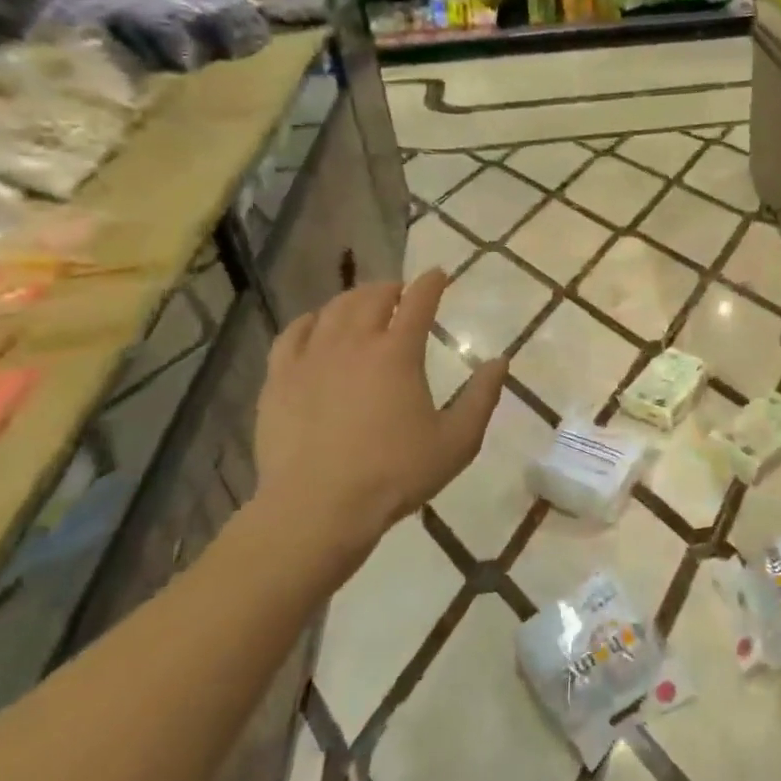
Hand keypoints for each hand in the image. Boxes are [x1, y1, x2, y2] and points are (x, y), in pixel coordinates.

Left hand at [252, 269, 505, 580]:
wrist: (318, 507)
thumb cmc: (395, 474)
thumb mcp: (456, 441)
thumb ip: (481, 398)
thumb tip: (501, 361)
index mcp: (398, 353)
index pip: (418, 302)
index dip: (430, 283)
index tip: (438, 274)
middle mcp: (354, 343)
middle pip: (372, 298)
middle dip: (391, 288)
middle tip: (400, 292)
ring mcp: (311, 357)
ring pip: (333, 310)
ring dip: (353, 299)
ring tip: (363, 303)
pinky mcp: (279, 378)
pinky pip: (293, 334)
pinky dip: (310, 321)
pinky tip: (315, 324)